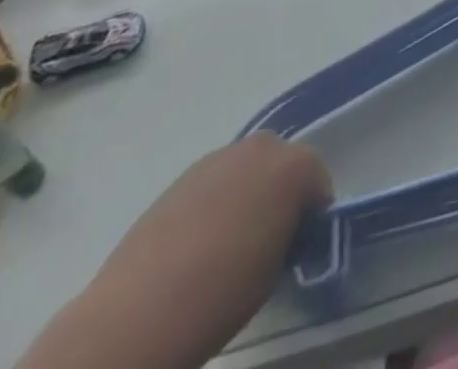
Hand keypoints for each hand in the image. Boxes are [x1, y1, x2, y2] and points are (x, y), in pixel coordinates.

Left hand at [82, 135, 330, 366]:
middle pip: (284, 164)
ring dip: (249, 192)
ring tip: (229, 241)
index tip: (299, 246)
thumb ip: (289, 233)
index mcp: (295, 165)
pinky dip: (218, 199)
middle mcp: (263, 146)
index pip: (319, 184)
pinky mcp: (184, 173)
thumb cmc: (222, 293)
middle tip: (267, 238)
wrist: (138, 311)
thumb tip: (283, 229)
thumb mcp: (276, 269)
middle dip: (282, 193)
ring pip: (248, 169)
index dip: (312, 216)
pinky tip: (200, 239)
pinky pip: (217, 179)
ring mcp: (220, 155)